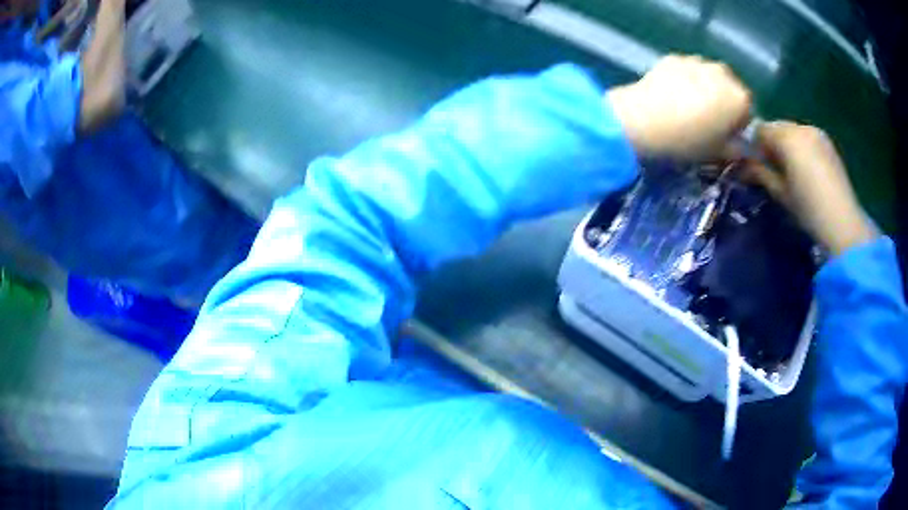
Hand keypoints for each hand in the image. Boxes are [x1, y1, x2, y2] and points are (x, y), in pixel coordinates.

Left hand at [606, 55, 751, 159]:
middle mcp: (724, 73)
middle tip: (706, 121)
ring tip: (686, 108)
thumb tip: (741, 148)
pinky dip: (685, 80)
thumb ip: (737, 150)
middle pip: (729, 89)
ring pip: (709, 77)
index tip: (724, 135)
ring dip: (705, 89)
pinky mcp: (675, 57)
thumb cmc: (689, 141)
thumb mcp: (719, 154)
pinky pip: (687, 71)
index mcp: (740, 98)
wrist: (645, 119)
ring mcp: (698, 61)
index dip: (737, 125)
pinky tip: (670, 96)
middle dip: (723, 103)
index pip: (748, 111)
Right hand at [744, 121, 876, 255]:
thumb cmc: (809, 209)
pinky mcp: (828, 143)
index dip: (753, 146)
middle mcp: (801, 127)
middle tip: (771, 168)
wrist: (843, 223)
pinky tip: (806, 170)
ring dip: (787, 145)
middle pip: (777, 127)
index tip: (754, 165)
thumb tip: (743, 166)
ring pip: (793, 132)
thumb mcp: (781, 194)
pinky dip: (801, 148)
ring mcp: (817, 133)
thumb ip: (760, 174)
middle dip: (771, 143)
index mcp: (787, 137)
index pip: (760, 130)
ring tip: (791, 170)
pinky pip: (807, 138)